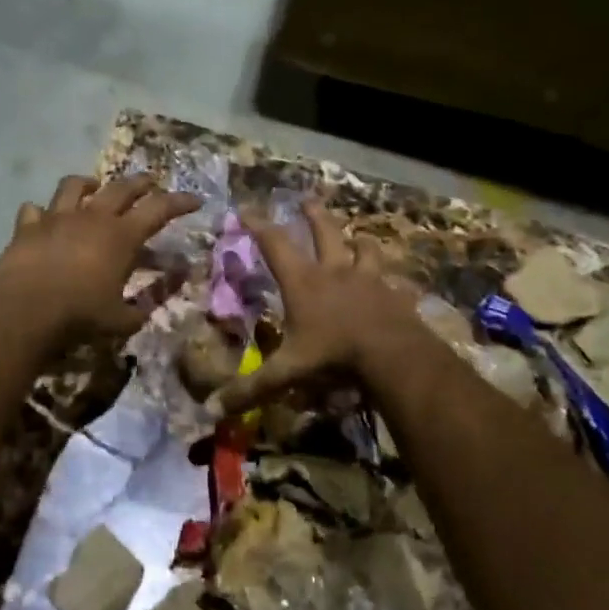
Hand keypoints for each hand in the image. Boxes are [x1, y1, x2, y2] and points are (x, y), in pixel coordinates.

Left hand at [0, 174, 198, 338]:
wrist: (24, 310)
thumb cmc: (80, 315)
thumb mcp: (123, 319)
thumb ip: (147, 305)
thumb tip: (164, 296)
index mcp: (121, 236)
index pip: (159, 209)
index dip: (180, 202)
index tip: (195, 199)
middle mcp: (92, 217)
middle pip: (121, 187)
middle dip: (141, 182)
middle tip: (151, 181)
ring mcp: (57, 217)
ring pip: (74, 186)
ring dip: (88, 184)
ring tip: (93, 186)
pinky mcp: (27, 227)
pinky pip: (34, 209)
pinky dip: (41, 212)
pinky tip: (43, 218)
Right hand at [213, 202, 420, 414]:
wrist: (392, 355)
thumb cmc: (333, 355)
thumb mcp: (287, 373)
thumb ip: (251, 389)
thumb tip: (212, 410)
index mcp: (304, 282)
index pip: (274, 244)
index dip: (258, 225)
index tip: (246, 209)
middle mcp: (335, 271)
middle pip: (324, 232)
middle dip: (313, 215)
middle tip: (307, 199)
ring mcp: (369, 279)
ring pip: (364, 248)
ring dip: (359, 241)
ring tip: (358, 237)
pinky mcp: (395, 294)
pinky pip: (395, 281)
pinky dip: (393, 280)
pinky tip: (396, 284)